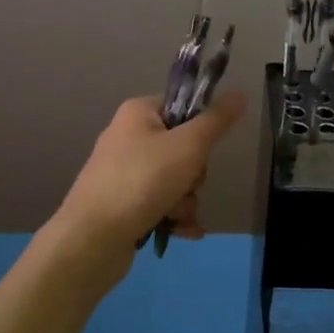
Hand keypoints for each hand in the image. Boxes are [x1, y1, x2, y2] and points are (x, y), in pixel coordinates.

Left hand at [47, 92, 246, 282]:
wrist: (92, 239)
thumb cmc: (142, 181)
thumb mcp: (189, 146)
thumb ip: (217, 121)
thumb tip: (241, 93)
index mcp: (138, 113)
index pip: (181, 106)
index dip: (199, 128)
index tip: (203, 147)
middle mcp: (127, 137)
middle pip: (182, 147)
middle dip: (194, 173)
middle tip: (186, 183)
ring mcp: (123, 172)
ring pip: (174, 179)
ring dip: (185, 199)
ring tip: (176, 214)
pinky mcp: (122, 203)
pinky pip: (160, 202)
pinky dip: (174, 216)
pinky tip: (184, 232)